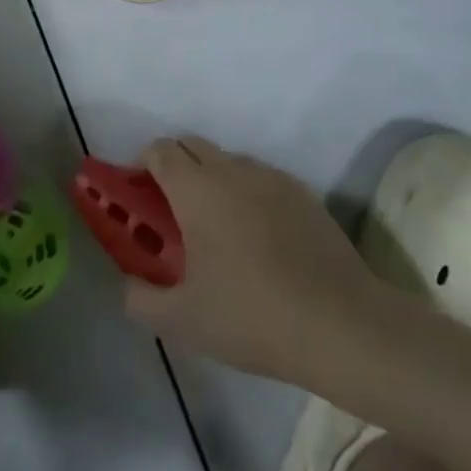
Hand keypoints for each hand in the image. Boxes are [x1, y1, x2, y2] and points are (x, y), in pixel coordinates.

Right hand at [123, 136, 381, 383]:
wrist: (341, 325)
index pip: (159, 150)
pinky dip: (249, 195)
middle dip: (175, 167)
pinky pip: (262, 180)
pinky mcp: (304, 194)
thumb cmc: (251, 317)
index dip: (142, 166)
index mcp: (196, 188)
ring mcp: (272, 178)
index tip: (139, 198)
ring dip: (212, 180)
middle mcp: (232, 169)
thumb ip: (140, 299)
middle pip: (192, 146)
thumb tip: (128, 285)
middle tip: (171, 214)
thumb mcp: (182, 321)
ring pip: (229, 162)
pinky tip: (259, 240)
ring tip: (218, 229)